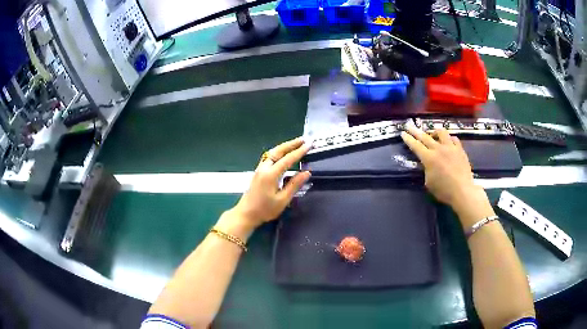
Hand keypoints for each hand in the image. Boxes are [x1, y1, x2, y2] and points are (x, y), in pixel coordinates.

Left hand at [217, 138, 310, 239]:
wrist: (246, 214)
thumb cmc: (265, 210)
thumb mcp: (282, 200)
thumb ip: (294, 185)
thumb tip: (306, 173)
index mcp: (271, 174)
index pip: (288, 159)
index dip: (299, 152)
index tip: (309, 145)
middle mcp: (264, 168)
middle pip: (278, 151)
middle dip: (291, 144)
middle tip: (304, 139)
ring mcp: (260, 169)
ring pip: (272, 152)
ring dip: (284, 146)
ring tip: (296, 143)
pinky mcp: (258, 172)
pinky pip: (269, 157)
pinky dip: (278, 152)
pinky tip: (283, 153)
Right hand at [400, 124, 478, 207]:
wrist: (462, 191)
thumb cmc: (443, 191)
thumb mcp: (429, 182)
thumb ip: (426, 170)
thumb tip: (427, 165)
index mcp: (428, 158)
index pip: (415, 146)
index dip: (408, 139)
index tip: (403, 133)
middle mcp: (438, 149)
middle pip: (425, 136)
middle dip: (415, 131)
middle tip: (409, 125)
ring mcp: (450, 147)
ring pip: (441, 132)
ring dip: (434, 131)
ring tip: (433, 134)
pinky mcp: (460, 149)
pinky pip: (453, 139)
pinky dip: (449, 138)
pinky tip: (448, 141)